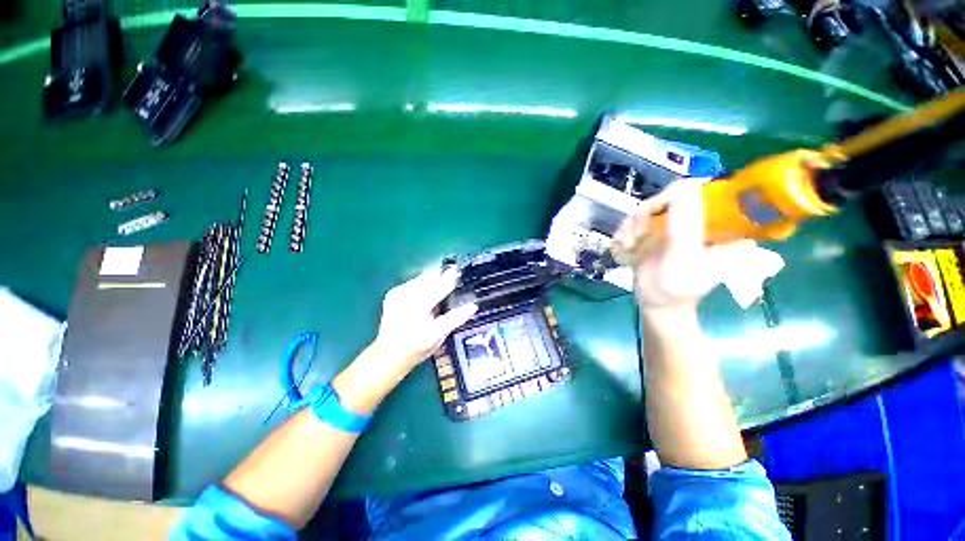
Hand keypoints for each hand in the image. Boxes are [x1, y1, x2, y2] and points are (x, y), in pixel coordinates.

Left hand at [373, 267, 477, 371]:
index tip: (462, 272)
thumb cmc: (417, 347)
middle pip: (430, 277)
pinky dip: (423, 283)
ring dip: (433, 277)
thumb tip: (473, 306)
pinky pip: (413, 282)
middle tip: (455, 272)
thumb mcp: (438, 335)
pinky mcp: (393, 294)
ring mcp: (398, 293)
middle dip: (443, 274)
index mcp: (420, 304)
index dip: (453, 277)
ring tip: (444, 276)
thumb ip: (455, 318)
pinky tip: (428, 287)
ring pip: (421, 278)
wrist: (388, 355)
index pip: (441, 285)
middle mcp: (408, 294)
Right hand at [614, 178, 757, 309]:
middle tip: (638, 233)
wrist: (660, 304)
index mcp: (710, 224)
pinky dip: (624, 232)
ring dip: (632, 225)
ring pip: (645, 209)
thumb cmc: (681, 288)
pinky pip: (631, 222)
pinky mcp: (648, 234)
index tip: (659, 208)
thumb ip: (684, 231)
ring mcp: (667, 226)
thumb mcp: (686, 261)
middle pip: (666, 197)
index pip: (700, 192)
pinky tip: (625, 246)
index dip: (679, 192)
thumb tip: (682, 196)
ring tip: (630, 244)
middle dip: (647, 213)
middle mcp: (689, 220)